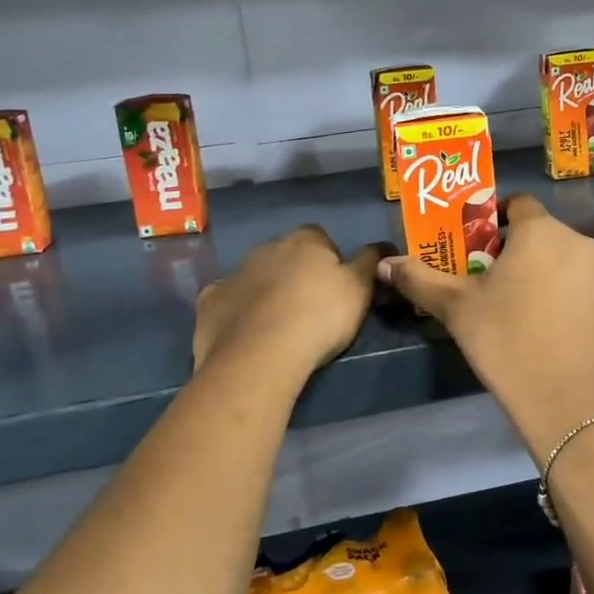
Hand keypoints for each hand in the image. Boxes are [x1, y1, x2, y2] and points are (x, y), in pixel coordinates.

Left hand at [194, 226, 381, 378]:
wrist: (260, 355)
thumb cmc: (319, 317)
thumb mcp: (360, 290)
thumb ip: (370, 262)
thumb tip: (382, 245)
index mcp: (305, 241)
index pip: (321, 238)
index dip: (330, 260)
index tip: (336, 286)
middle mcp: (267, 247)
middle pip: (285, 254)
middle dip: (295, 272)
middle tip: (309, 306)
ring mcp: (234, 273)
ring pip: (255, 275)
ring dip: (266, 289)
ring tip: (279, 322)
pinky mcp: (210, 301)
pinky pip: (227, 299)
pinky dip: (237, 309)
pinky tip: (245, 330)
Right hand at [378, 195, 593, 456]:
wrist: (566, 400)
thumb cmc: (506, 340)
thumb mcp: (456, 308)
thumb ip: (420, 279)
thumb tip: (384, 264)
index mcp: (541, 231)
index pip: (517, 203)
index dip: (491, 217)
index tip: (471, 244)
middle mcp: (576, 242)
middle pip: (537, 231)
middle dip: (509, 248)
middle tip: (481, 277)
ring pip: (557, 258)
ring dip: (534, 270)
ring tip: (507, 303)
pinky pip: (574, 283)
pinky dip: (555, 291)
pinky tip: (537, 324)